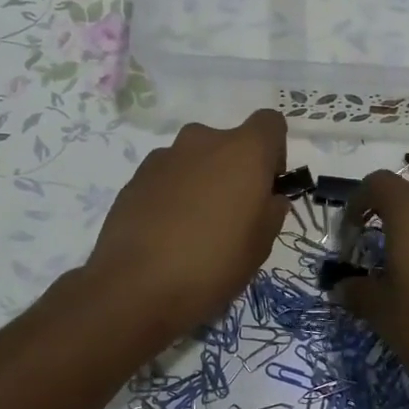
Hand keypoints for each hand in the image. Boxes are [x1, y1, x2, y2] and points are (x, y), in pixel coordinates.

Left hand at [84, 110, 289, 349]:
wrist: (135, 286)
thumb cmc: (214, 263)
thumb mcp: (261, 245)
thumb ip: (272, 211)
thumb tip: (268, 197)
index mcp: (243, 151)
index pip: (270, 123)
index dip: (274, 152)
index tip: (267, 186)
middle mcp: (203, 141)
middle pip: (229, 143)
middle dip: (234, 170)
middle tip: (232, 215)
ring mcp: (164, 157)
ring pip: (195, 160)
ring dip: (201, 181)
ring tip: (195, 228)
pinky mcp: (135, 178)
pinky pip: (167, 178)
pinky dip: (173, 195)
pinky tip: (167, 233)